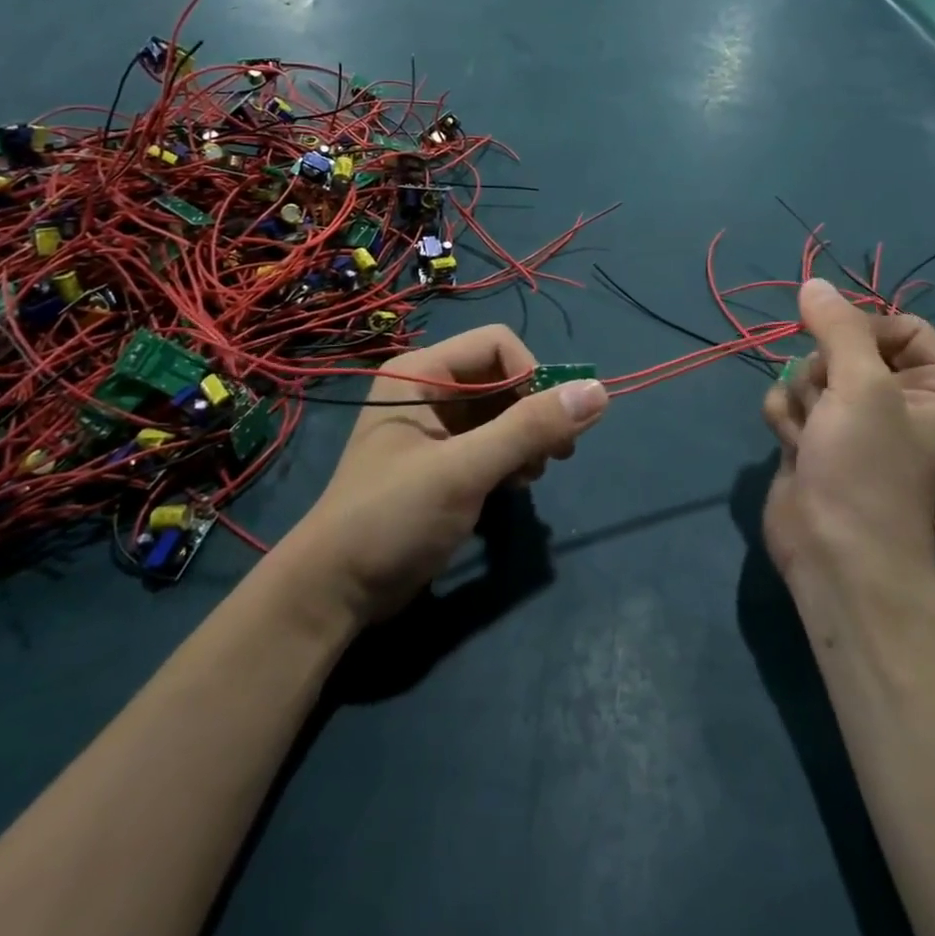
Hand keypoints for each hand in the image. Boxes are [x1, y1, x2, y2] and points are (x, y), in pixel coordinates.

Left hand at [288, 325, 608, 626]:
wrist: (334, 591)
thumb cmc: (393, 517)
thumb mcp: (464, 470)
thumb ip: (530, 428)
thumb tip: (600, 391)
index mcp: (421, 373)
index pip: (497, 344)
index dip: (531, 375)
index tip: (552, 424)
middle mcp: (428, 390)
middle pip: (502, 377)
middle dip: (533, 411)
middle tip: (557, 454)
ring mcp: (435, 428)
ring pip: (501, 411)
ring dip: (526, 438)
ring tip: (531, 475)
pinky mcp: (442, 462)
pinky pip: (491, 441)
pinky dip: (511, 457)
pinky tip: (515, 486)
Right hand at [761, 280, 934, 596]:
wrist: (833, 551)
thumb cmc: (865, 467)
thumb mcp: (862, 386)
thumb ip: (837, 328)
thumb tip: (813, 284)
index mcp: (931, 392)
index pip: (904, 328)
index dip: (869, 326)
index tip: (842, 340)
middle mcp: (893, 404)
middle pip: (847, 347)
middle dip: (824, 369)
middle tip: (828, 400)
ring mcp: (848, 424)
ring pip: (809, 373)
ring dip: (801, 397)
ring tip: (811, 432)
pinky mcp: (811, 441)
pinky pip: (788, 402)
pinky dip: (784, 418)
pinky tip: (793, 446)